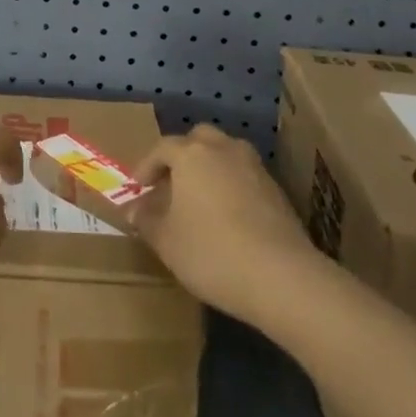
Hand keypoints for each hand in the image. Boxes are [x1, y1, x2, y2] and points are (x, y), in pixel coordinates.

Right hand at [127, 125, 320, 324]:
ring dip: (210, 168)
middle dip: (182, 156)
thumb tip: (133, 209)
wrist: (282, 277)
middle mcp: (223, 149)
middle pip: (198, 139)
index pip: (162, 148)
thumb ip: (146, 220)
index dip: (146, 166)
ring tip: (201, 198)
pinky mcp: (276, 190)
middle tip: (171, 183)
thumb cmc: (212, 252)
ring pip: (225, 154)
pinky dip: (232, 186)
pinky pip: (245, 176)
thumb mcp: (166, 241)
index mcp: (191, 154)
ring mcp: (254, 167)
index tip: (138, 188)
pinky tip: (229, 216)